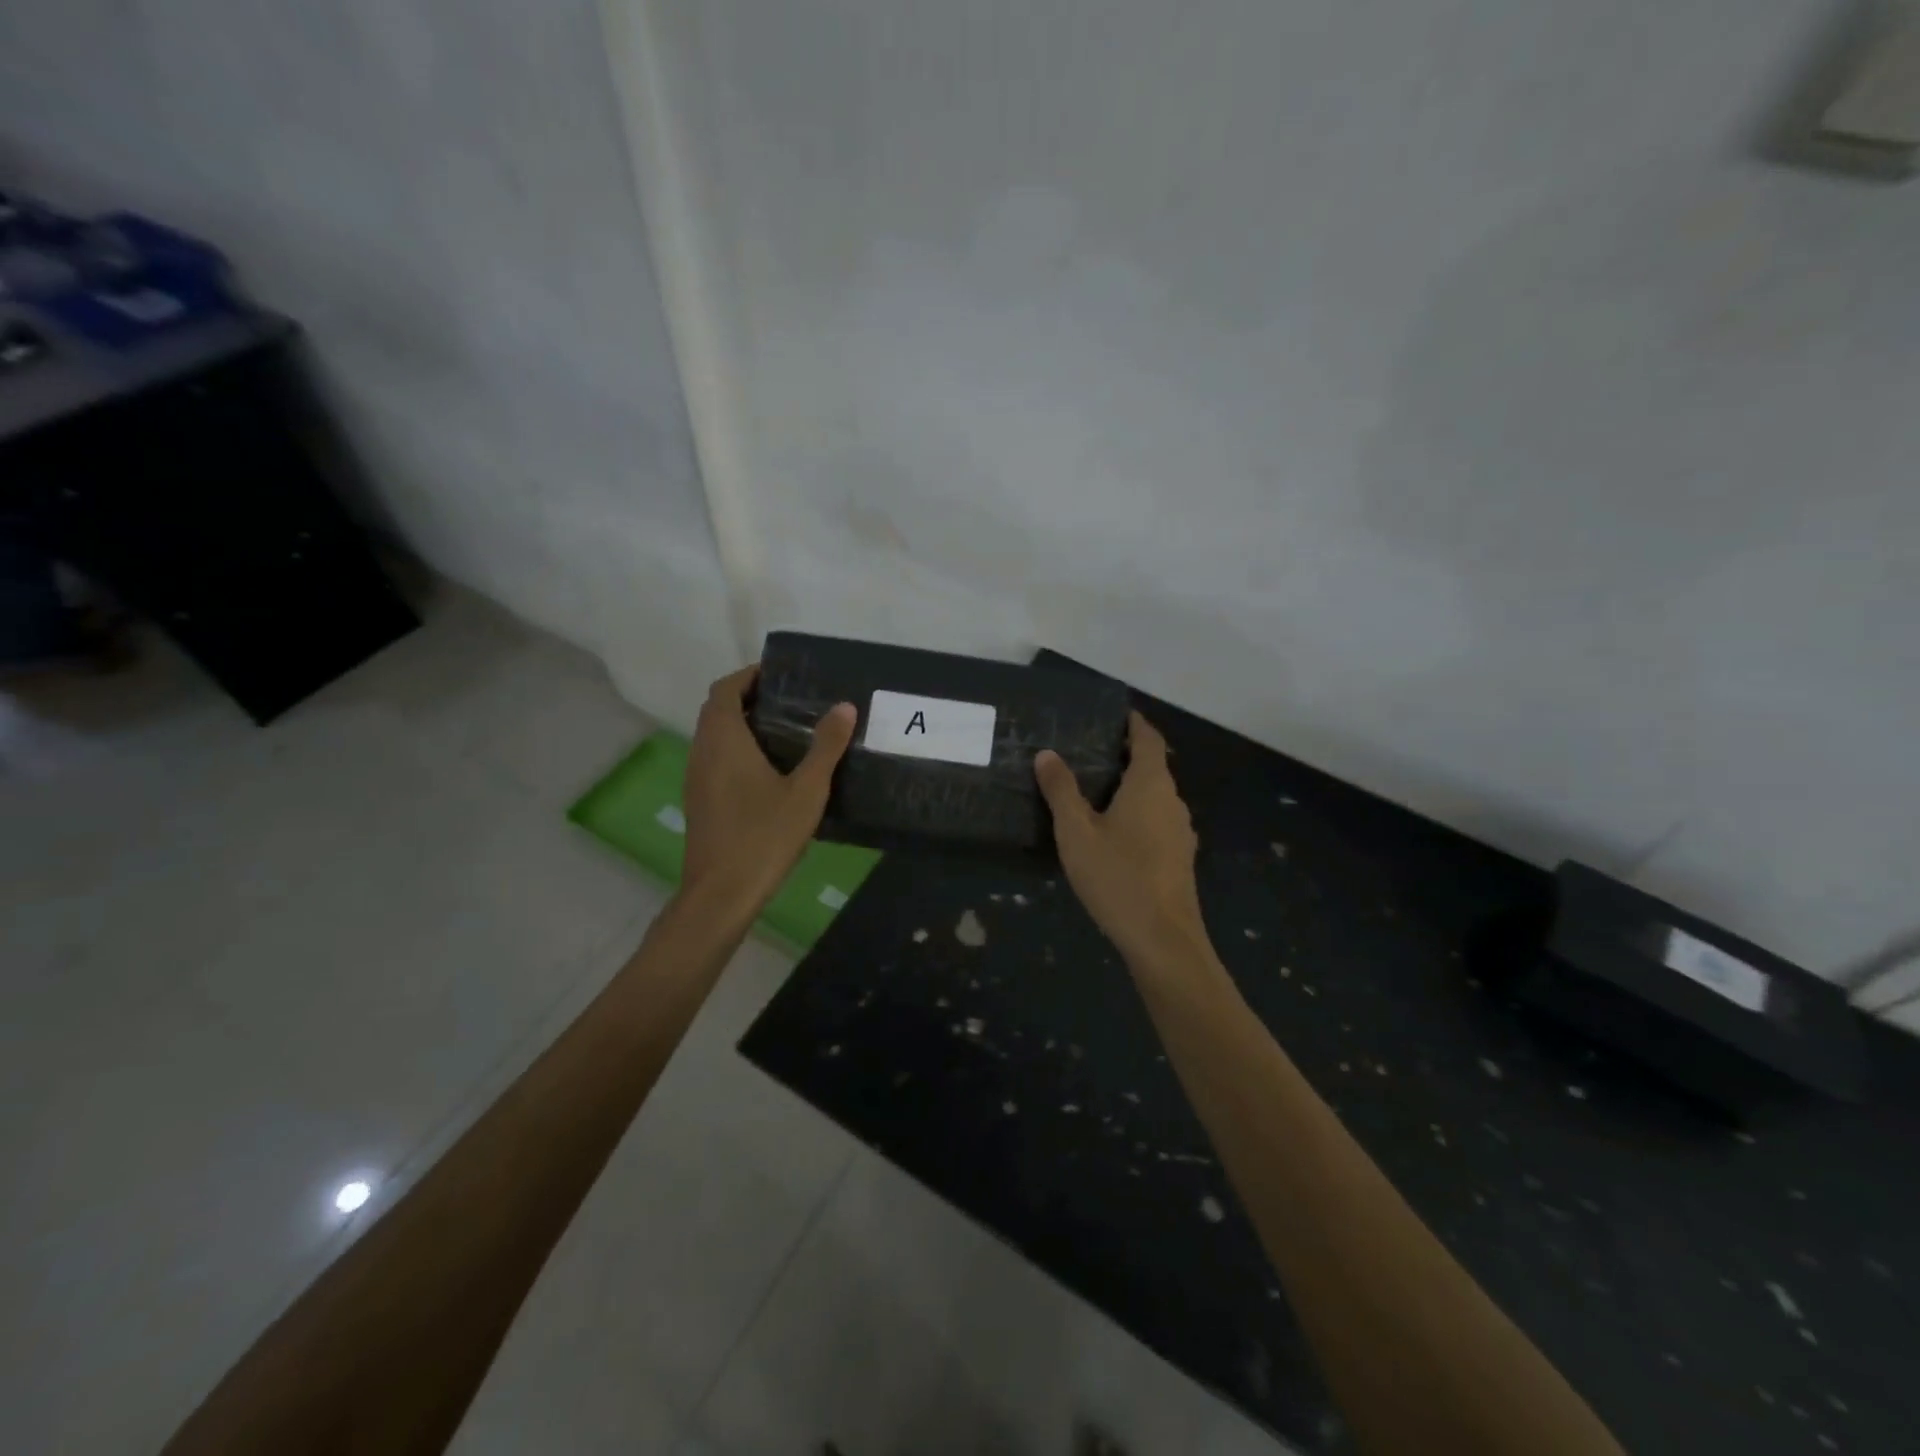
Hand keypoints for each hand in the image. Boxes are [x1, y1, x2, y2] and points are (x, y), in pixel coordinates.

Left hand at [680, 666, 856, 914]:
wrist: (721, 893)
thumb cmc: (764, 836)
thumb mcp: (806, 790)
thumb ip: (826, 746)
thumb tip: (844, 706)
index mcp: (724, 740)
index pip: (725, 689)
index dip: (748, 675)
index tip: (779, 674)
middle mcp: (703, 752)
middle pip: (717, 710)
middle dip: (747, 697)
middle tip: (789, 701)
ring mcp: (696, 778)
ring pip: (713, 736)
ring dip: (740, 724)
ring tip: (785, 730)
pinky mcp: (700, 800)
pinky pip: (714, 758)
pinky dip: (736, 749)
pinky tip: (768, 769)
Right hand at [1035, 711, 1207, 968]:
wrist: (1163, 940)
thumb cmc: (1117, 877)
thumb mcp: (1076, 832)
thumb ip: (1061, 791)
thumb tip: (1047, 754)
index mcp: (1151, 785)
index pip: (1148, 739)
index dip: (1134, 723)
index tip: (1114, 715)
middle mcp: (1173, 801)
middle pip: (1153, 767)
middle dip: (1125, 756)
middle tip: (1088, 753)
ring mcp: (1181, 832)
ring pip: (1155, 797)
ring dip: (1130, 788)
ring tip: (1094, 791)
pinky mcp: (1180, 858)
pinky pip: (1157, 821)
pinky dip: (1137, 814)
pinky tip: (1113, 833)